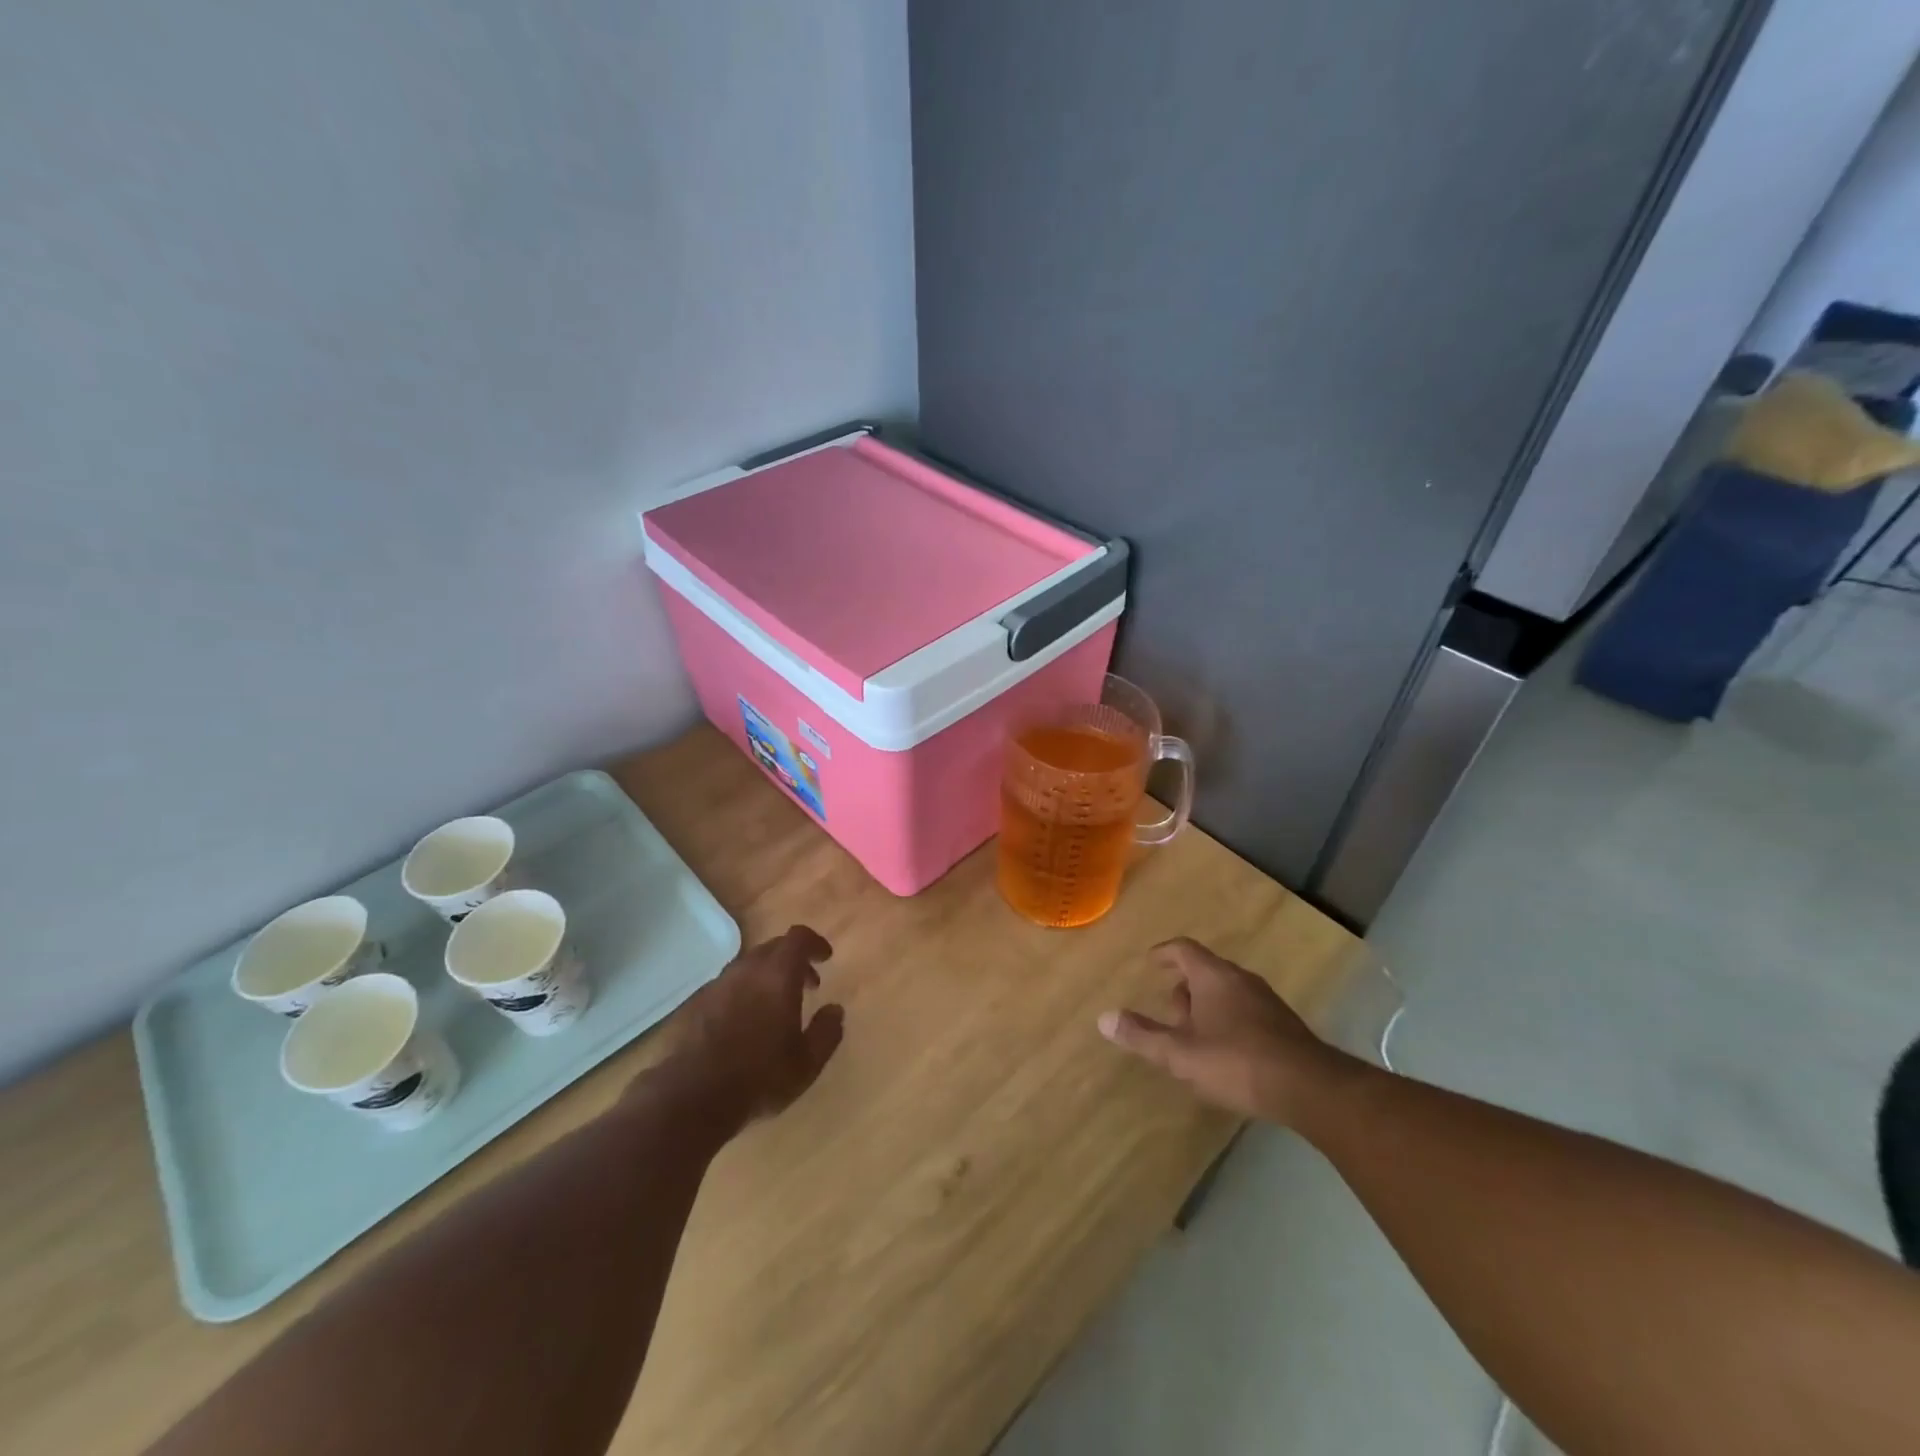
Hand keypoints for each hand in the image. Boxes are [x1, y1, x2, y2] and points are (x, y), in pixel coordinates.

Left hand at [653, 925, 844, 1133]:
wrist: (691, 1097)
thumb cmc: (759, 1077)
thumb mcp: (807, 1063)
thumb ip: (827, 1032)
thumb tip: (835, 1010)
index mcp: (778, 975)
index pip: (798, 938)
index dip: (814, 943)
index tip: (825, 957)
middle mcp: (747, 970)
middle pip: (773, 947)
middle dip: (793, 960)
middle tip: (807, 984)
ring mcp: (718, 985)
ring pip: (749, 965)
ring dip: (767, 975)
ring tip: (776, 1005)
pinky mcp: (696, 1004)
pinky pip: (728, 986)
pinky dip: (744, 992)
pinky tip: (746, 1022)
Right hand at [1098, 938, 1354, 1126]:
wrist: (1309, 1088)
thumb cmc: (1236, 1062)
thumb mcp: (1180, 1054)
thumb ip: (1142, 1035)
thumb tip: (1104, 1018)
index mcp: (1213, 976)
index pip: (1183, 949)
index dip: (1164, 953)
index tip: (1150, 962)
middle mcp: (1240, 979)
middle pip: (1205, 971)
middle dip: (1184, 989)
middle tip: (1170, 1015)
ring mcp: (1266, 1001)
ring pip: (1226, 992)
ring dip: (1206, 1007)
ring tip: (1194, 1038)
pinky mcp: (1284, 1025)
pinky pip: (1245, 1010)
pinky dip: (1228, 1021)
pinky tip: (1226, 1054)